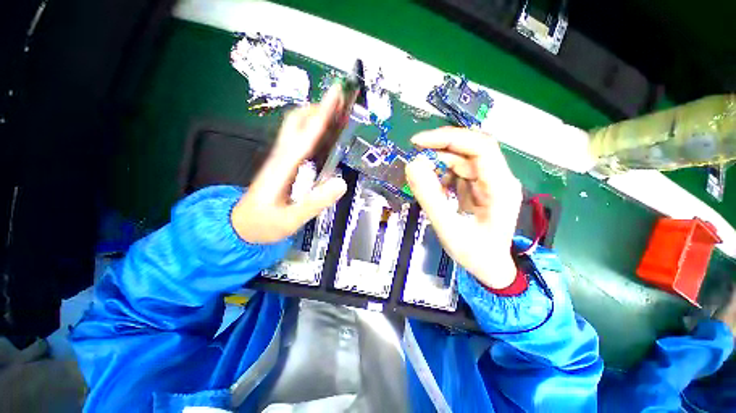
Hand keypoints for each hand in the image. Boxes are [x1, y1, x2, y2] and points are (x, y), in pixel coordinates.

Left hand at [231, 85, 347, 243]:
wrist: (241, 226)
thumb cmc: (264, 224)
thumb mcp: (291, 219)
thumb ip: (316, 202)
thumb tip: (341, 182)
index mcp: (283, 167)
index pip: (305, 135)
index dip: (321, 114)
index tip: (335, 96)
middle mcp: (280, 156)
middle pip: (296, 121)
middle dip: (318, 108)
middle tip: (340, 105)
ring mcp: (280, 158)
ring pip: (295, 127)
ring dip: (315, 116)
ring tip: (337, 116)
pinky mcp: (282, 163)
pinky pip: (297, 139)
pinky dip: (311, 130)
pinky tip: (325, 136)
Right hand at [405, 127, 521, 288]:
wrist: (491, 267)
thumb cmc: (475, 254)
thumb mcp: (449, 229)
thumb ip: (430, 198)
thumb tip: (412, 166)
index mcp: (500, 187)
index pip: (480, 147)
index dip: (449, 139)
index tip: (418, 143)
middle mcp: (498, 178)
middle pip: (470, 148)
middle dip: (440, 147)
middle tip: (413, 154)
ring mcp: (489, 181)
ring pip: (462, 158)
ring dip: (438, 162)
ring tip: (421, 176)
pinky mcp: (479, 185)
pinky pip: (458, 170)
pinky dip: (441, 173)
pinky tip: (433, 186)